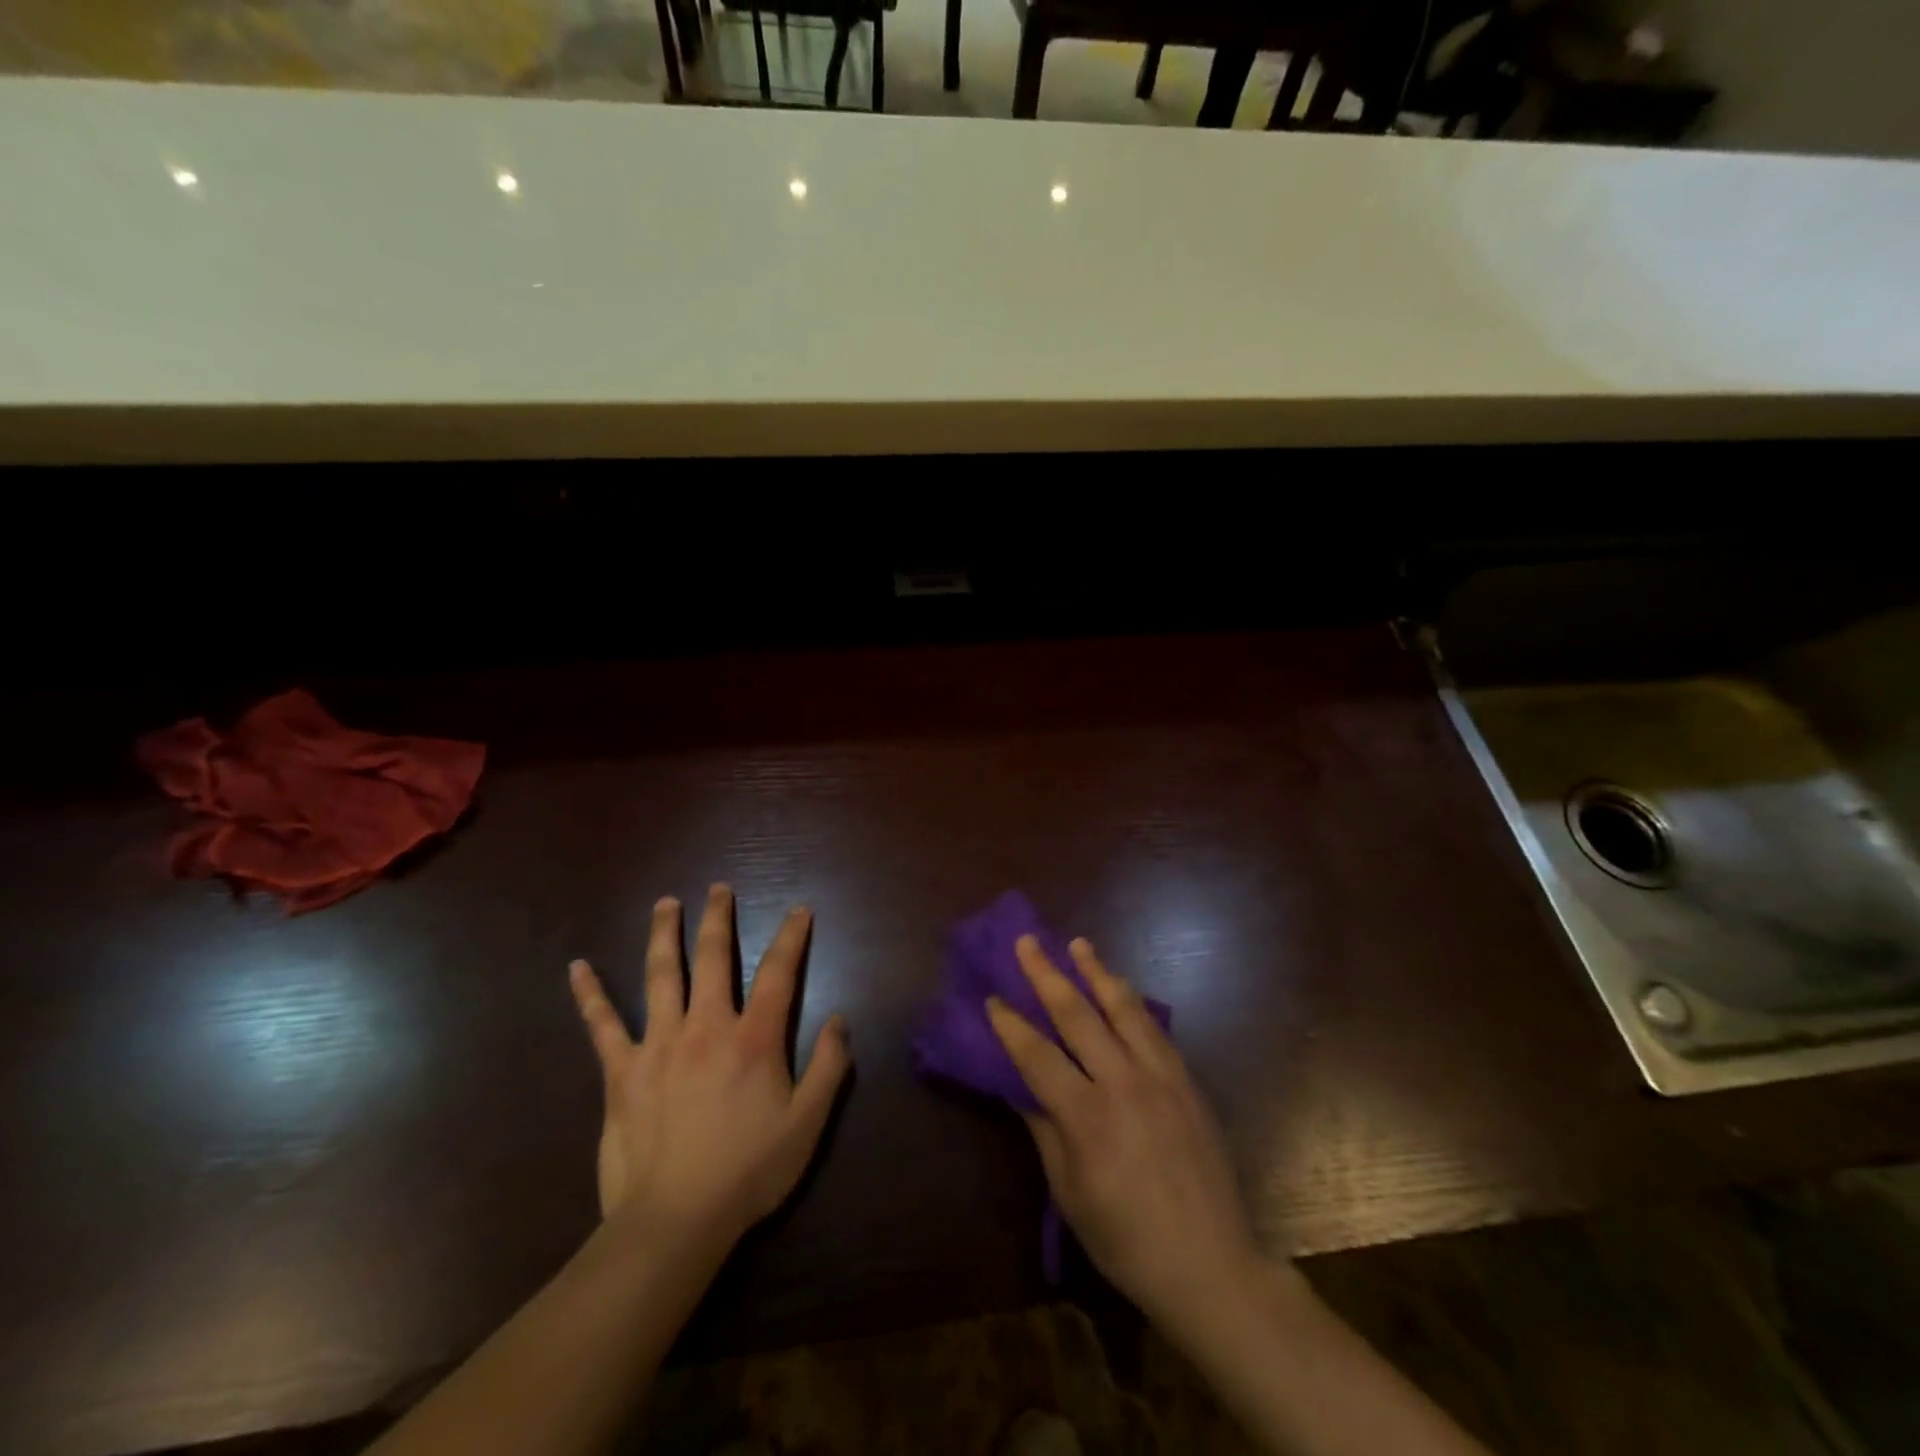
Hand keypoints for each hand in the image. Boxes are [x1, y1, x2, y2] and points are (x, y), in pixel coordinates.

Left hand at [568, 884, 850, 1257]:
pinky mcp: (621, 1071)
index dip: (792, 937)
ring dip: (665, 935)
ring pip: (662, 976)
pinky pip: (602, 1025)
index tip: (799, 910)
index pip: (778, 972)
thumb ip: (828, 1067)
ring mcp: (659, 1044)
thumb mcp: (807, 1124)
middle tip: (718, 888)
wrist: (675, 1221)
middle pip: (714, 958)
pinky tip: (578, 967)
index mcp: (754, 1038)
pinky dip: (590, 995)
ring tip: (665, 903)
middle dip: (718, 919)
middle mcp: (707, 1026)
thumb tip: (840, 1019)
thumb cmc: (749, 1172)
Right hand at [986, 935, 1262, 1330]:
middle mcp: (1123, 1083)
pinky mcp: (1186, 1080)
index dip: (1010, 1025)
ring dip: (1097, 972)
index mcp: (1087, 1117)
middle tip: (1026, 942)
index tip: (991, 997)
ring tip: (1078, 944)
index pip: (1038, 1055)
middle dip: (1047, 975)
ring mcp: (1160, 1076)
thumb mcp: (1070, 1191)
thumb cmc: (1126, 1238)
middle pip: (1078, 1016)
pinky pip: (1154, 1027)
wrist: (1210, 1263)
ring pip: (1123, 1008)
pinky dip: (1132, 1001)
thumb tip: (1019, 1085)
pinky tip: (1121, 987)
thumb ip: (1044, 1129)